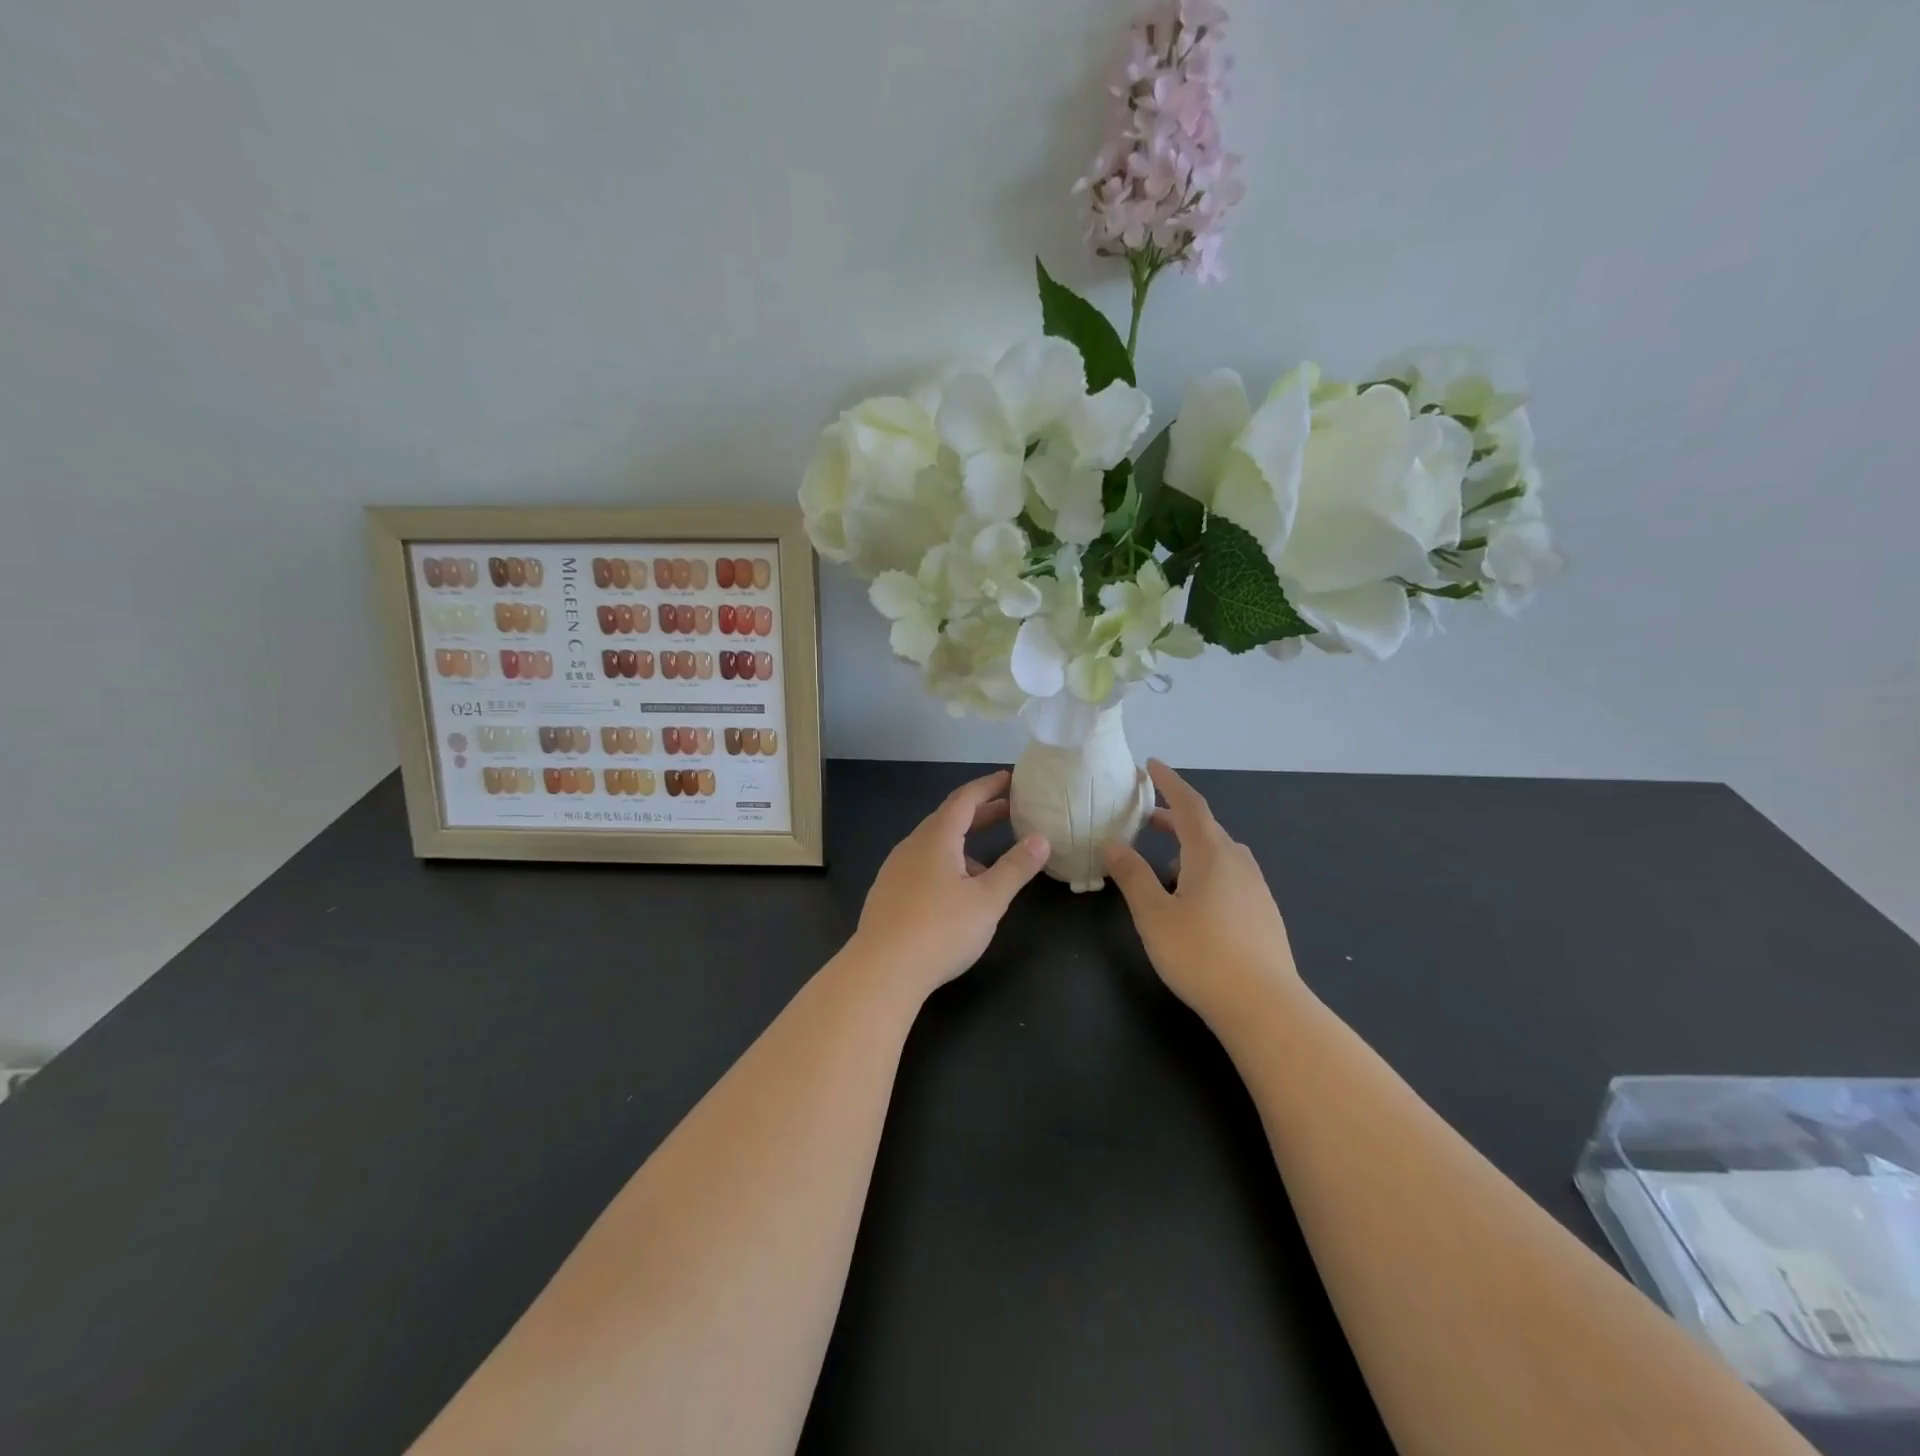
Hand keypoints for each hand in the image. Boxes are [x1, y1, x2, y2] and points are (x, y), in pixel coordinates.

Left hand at [847, 770, 1049, 999]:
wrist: (881, 970)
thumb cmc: (940, 930)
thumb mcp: (988, 900)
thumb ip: (1016, 868)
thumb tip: (1041, 839)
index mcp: (936, 838)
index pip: (965, 799)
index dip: (989, 786)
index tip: (1011, 778)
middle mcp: (912, 846)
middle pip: (949, 819)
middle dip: (981, 812)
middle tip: (1010, 810)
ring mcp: (896, 869)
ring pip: (935, 844)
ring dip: (964, 842)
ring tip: (991, 861)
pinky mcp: (888, 893)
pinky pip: (923, 864)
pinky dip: (947, 863)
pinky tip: (957, 892)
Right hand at [1104, 760, 1299, 1023]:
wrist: (1264, 1006)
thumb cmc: (1201, 954)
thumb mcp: (1154, 914)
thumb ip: (1132, 876)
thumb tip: (1112, 844)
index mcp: (1211, 853)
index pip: (1188, 804)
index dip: (1169, 782)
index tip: (1151, 765)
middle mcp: (1238, 861)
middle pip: (1204, 827)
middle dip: (1173, 819)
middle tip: (1145, 819)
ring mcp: (1256, 887)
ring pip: (1218, 854)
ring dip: (1189, 849)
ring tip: (1162, 870)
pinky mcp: (1263, 912)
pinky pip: (1229, 876)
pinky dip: (1205, 872)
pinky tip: (1192, 902)